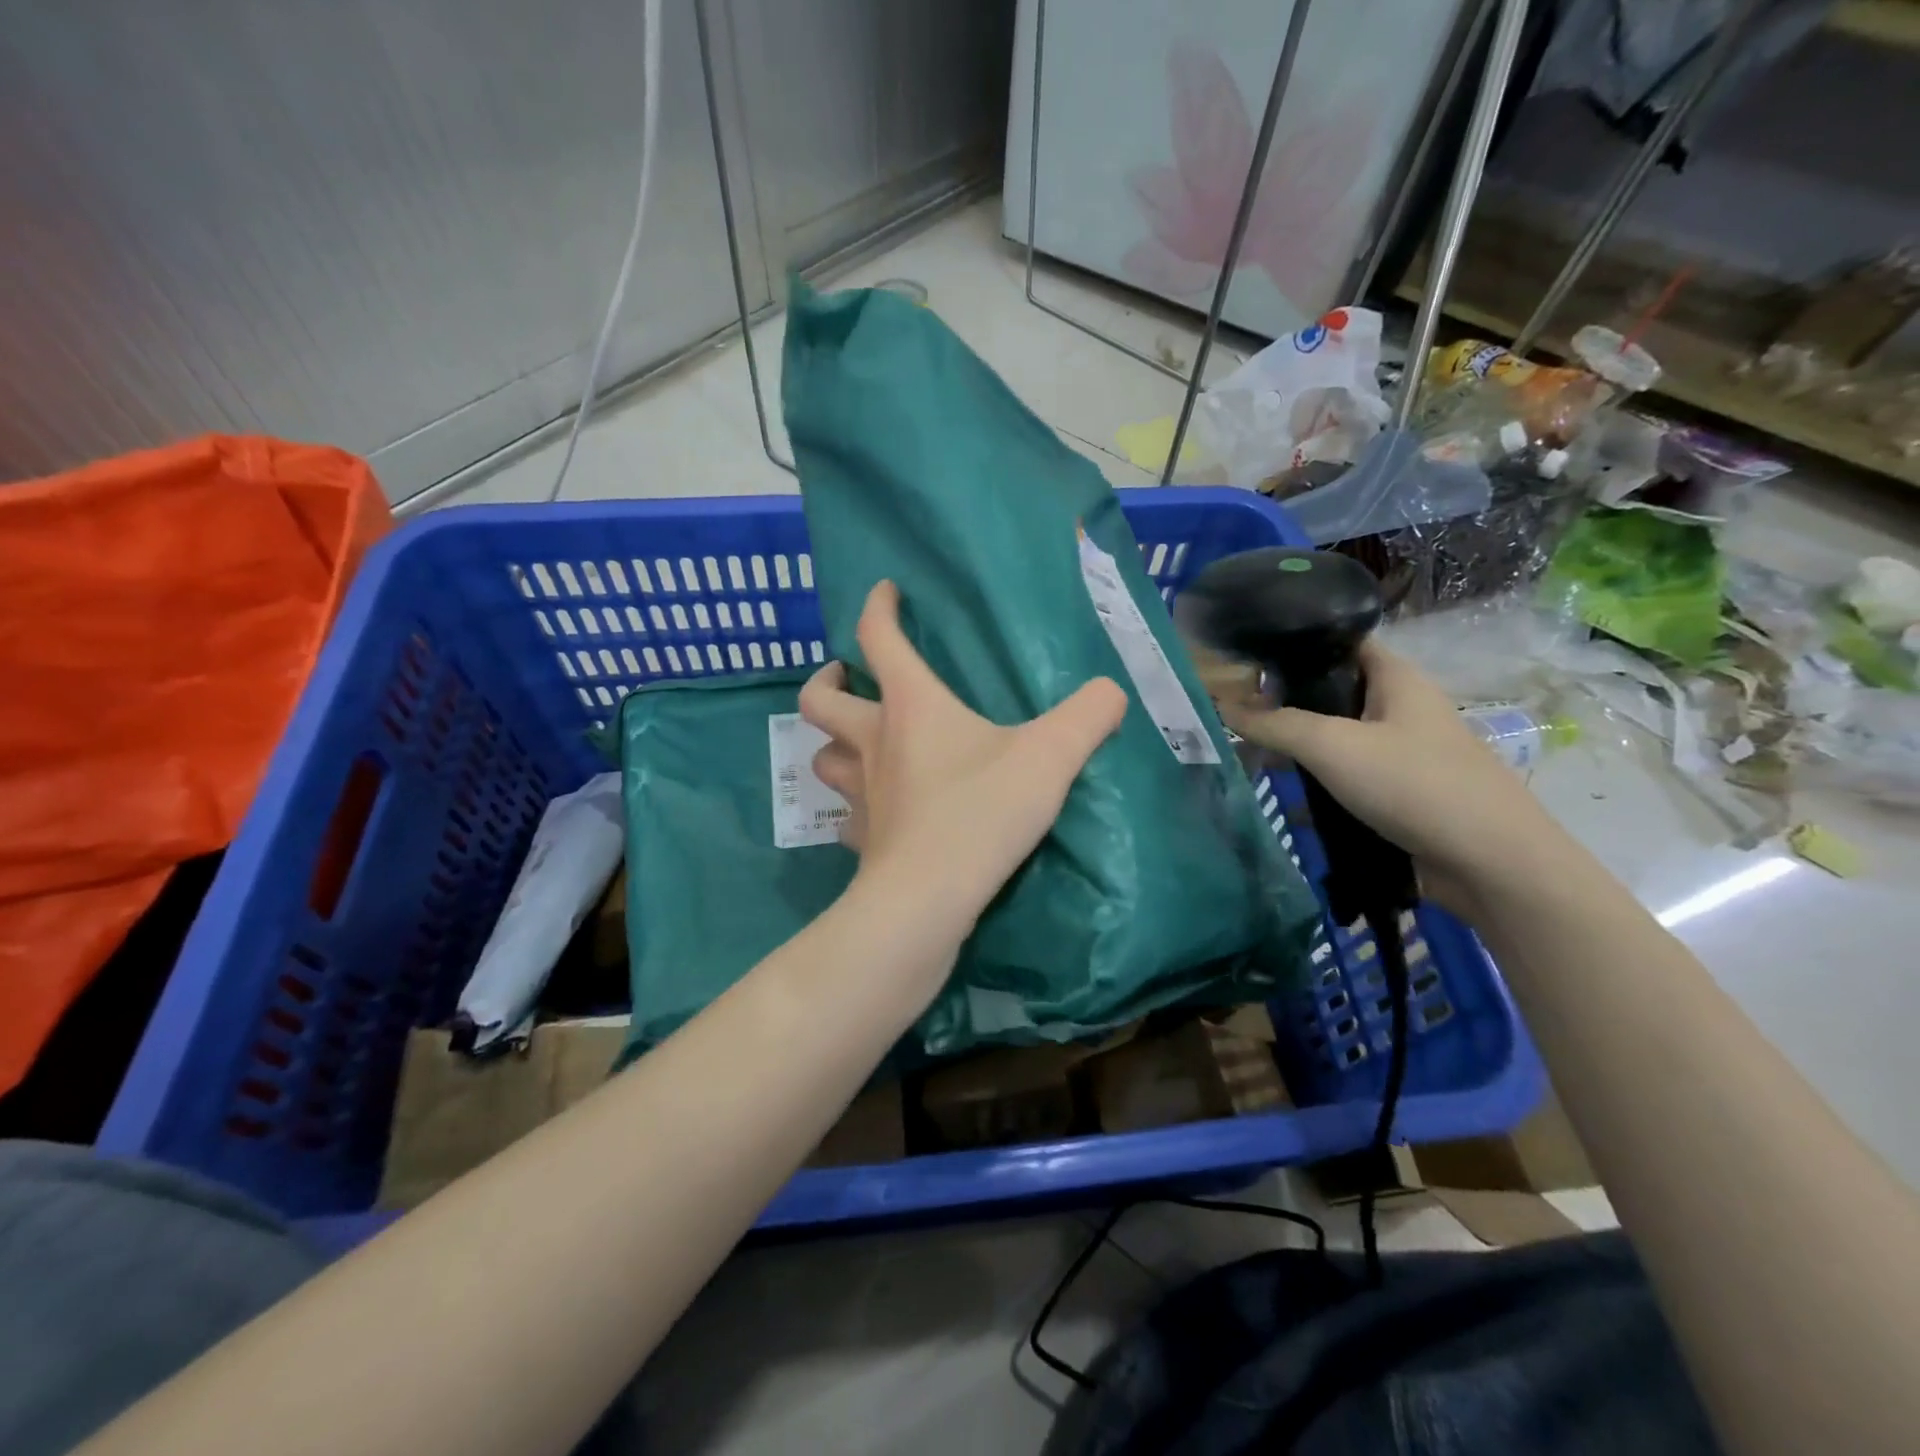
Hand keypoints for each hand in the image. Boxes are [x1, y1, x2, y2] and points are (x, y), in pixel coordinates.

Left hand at [798, 580, 1126, 930]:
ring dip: (833, 744)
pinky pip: (844, 814)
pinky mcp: (860, 840)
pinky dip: (853, 805)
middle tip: (847, 678)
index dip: (877, 607)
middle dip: (827, 681)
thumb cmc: (981, 813)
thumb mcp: (1050, 757)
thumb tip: (1112, 691)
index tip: (885, 591)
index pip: (878, 639)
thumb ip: (1088, 716)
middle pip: (819, 701)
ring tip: (857, 743)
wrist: (928, 899)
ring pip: (823, 757)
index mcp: (910, 707)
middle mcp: (872, 743)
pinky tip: (875, 811)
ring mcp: (859, 794)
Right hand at [1204, 639, 1561, 911]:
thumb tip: (1221, 705)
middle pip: (1333, 692)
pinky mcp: (1401, 794)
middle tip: (1237, 712)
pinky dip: (1319, 783)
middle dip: (1286, 702)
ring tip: (1251, 754)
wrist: (1491, 864)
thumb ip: (1274, 724)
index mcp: (1396, 679)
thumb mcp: (1332, 747)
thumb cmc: (1413, 785)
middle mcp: (1401, 708)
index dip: (1297, 643)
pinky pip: (1349, 777)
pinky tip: (1287, 796)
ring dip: (1299, 747)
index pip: (1341, 641)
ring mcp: (1404, 753)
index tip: (1248, 656)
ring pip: (1338, 738)